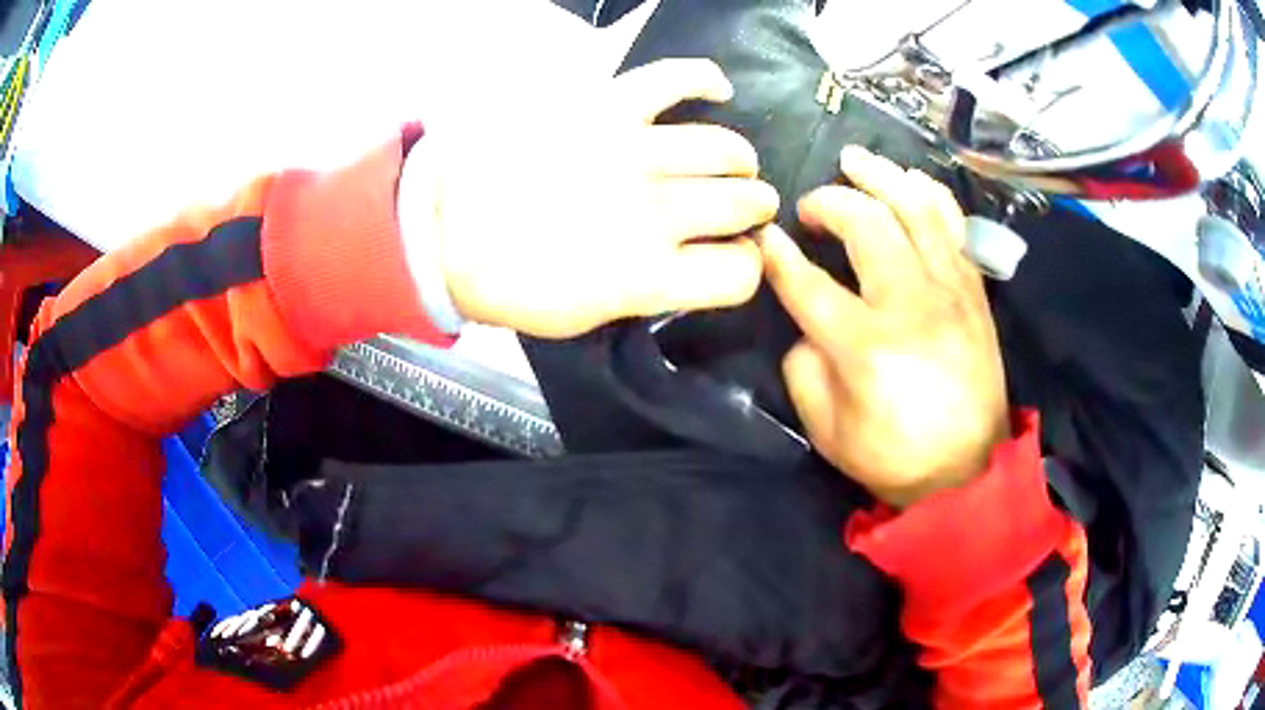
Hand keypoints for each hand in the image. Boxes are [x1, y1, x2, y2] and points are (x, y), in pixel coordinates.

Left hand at [419, 59, 778, 338]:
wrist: (448, 232)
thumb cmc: (515, 283)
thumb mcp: (587, 317)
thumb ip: (651, 293)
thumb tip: (692, 265)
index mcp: (647, 277)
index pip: (738, 273)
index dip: (745, 268)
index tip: (733, 260)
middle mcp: (653, 212)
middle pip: (744, 205)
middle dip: (752, 209)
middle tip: (737, 207)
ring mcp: (631, 153)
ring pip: (724, 149)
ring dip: (738, 161)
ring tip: (730, 164)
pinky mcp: (605, 108)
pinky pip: (673, 78)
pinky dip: (704, 79)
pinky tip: (717, 89)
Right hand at [761, 147, 1009, 507]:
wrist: (967, 470)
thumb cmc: (894, 457)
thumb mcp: (827, 431)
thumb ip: (804, 368)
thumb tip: (808, 322)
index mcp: (865, 346)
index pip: (808, 283)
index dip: (778, 254)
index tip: (765, 235)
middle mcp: (910, 303)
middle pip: (866, 223)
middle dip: (829, 202)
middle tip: (811, 208)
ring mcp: (950, 290)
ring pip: (916, 207)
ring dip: (881, 175)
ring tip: (856, 160)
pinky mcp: (974, 291)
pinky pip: (954, 225)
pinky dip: (929, 195)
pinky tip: (911, 182)